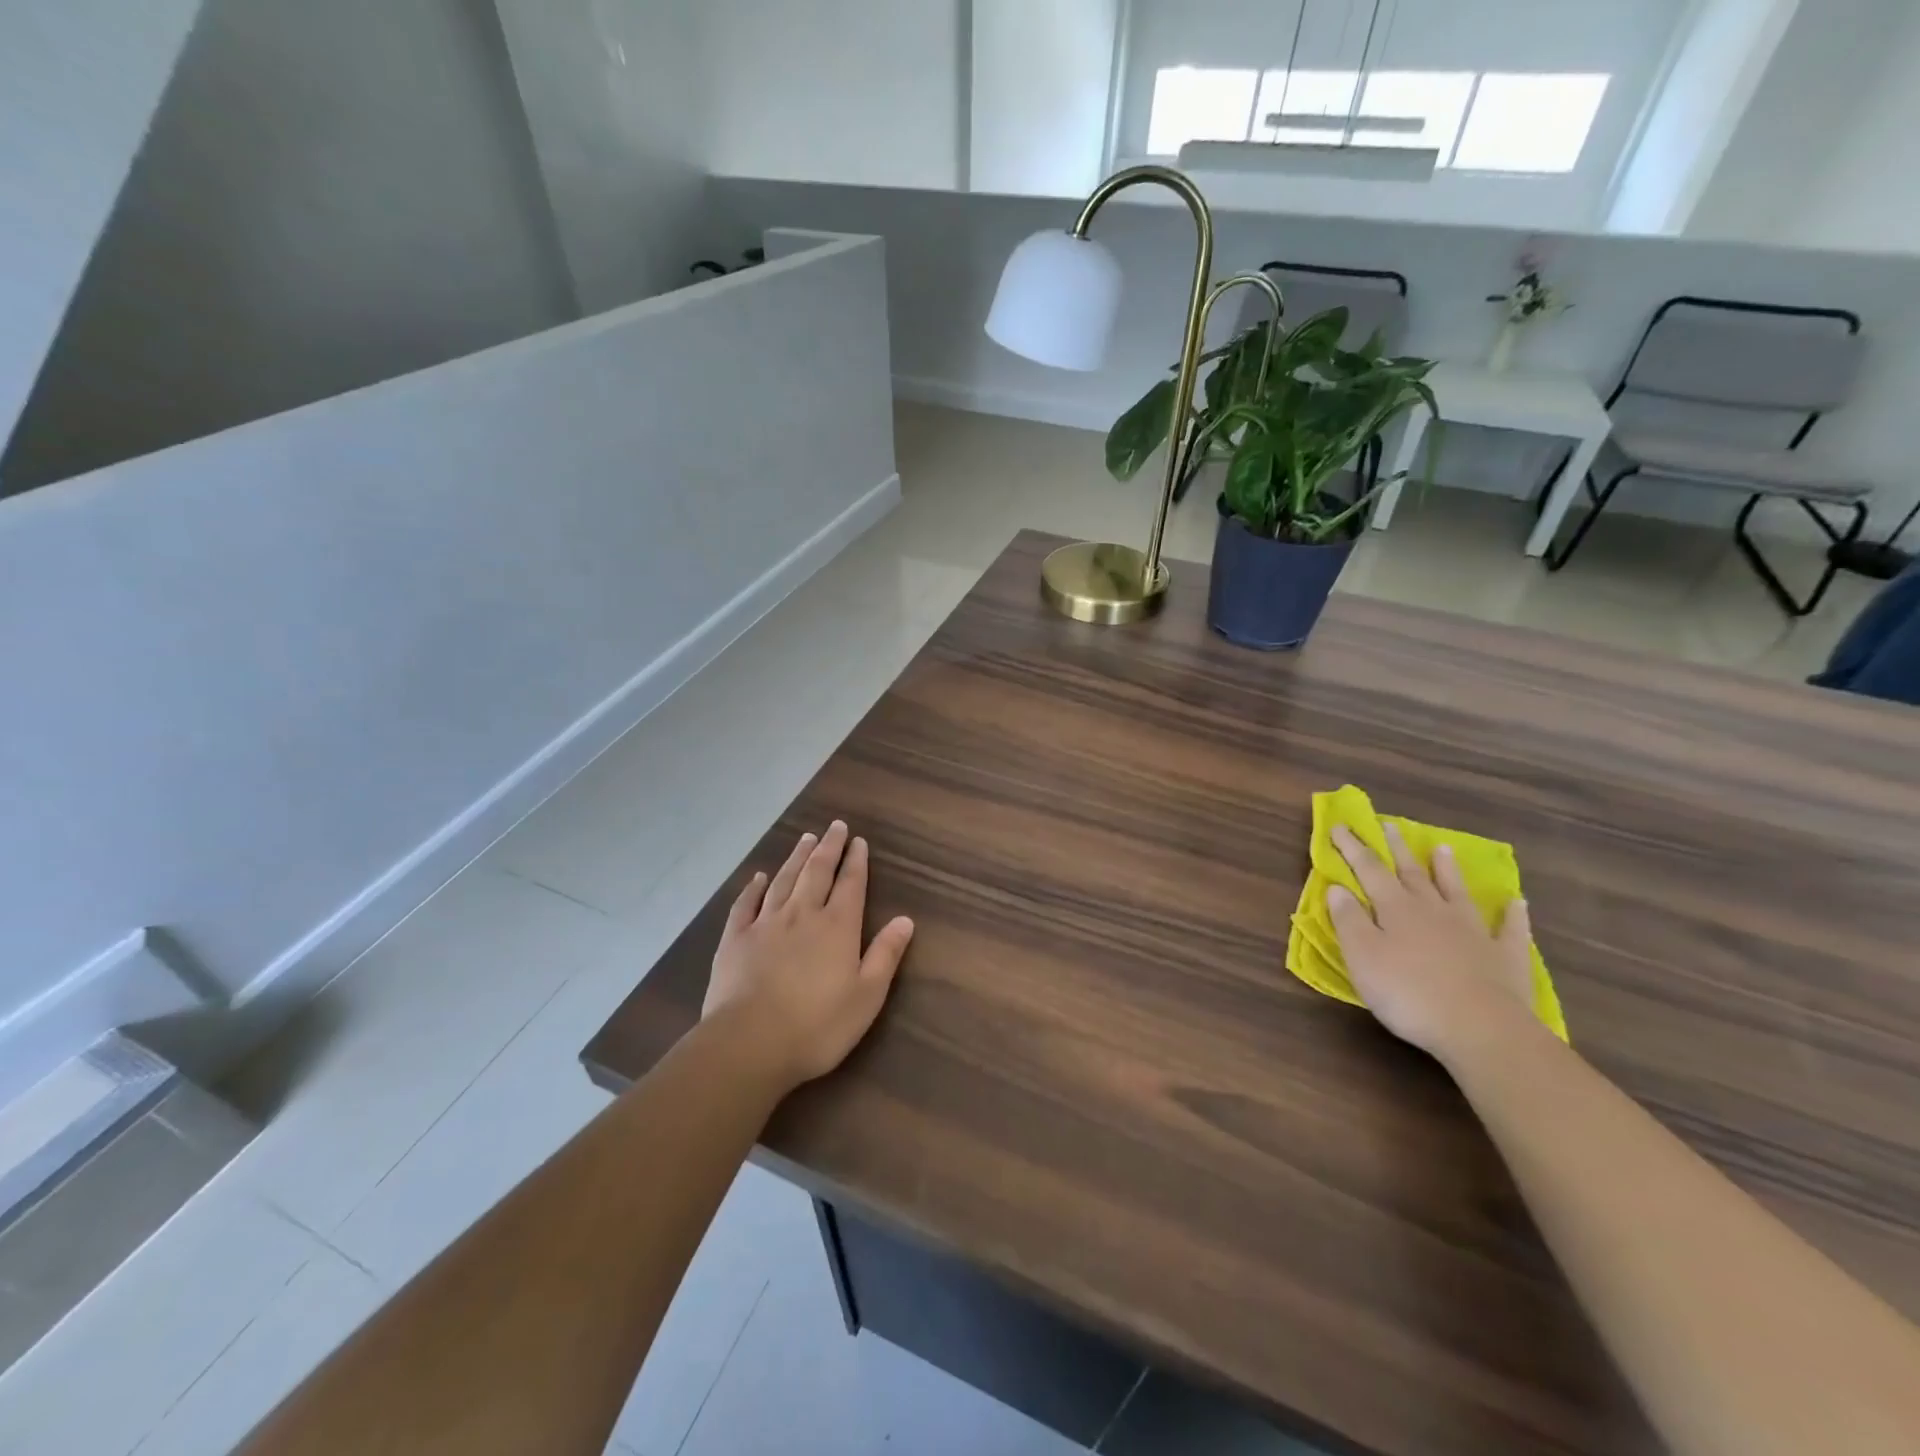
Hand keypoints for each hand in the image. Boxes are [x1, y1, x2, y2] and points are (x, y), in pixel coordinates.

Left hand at [703, 821, 914, 1092]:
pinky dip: (753, 887)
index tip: (859, 841)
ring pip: (784, 880)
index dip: (856, 861)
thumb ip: (886, 954)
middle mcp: (802, 914)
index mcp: (837, 927)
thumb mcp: (867, 996)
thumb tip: (905, 919)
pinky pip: (746, 904)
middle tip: (835, 826)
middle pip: (817, 872)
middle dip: (829, 847)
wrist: (749, 1044)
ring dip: (796, 857)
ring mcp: (765, 924)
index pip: (851, 884)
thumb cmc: (817, 1026)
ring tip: (805, 838)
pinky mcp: (735, 939)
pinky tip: (759, 877)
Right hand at [1326, 822, 1536, 1059]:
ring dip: (1448, 870)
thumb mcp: (1362, 957)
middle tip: (1390, 825)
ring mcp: (1473, 931)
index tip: (1340, 825)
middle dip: (1397, 849)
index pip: (1369, 869)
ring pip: (1456, 892)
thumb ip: (1348, 920)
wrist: (1481, 1029)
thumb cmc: (1408, 993)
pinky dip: (1513, 914)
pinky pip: (1510, 929)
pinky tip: (1517, 902)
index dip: (1353, 847)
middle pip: (1412, 873)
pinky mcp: (1505, 957)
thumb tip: (1337, 887)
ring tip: (1443, 849)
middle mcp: (1433, 910)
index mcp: (1396, 909)